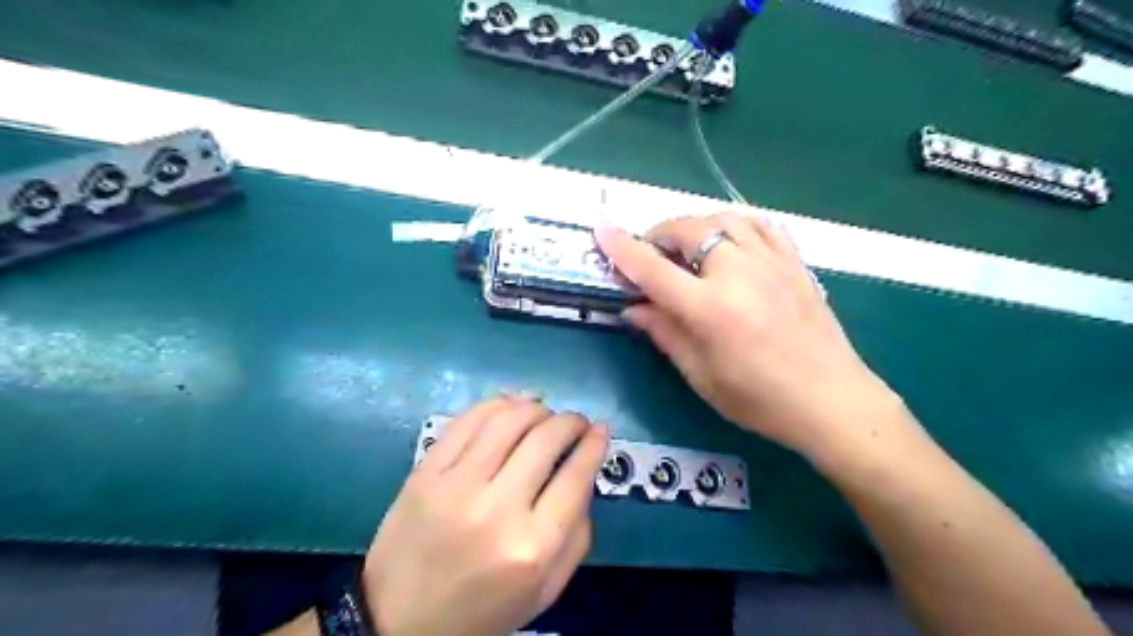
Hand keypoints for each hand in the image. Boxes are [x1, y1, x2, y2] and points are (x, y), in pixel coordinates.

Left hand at [362, 398, 611, 634]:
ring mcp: (455, 485)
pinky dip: (498, 404)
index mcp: (532, 548)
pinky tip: (511, 407)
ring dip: (536, 407)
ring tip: (544, 413)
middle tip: (576, 422)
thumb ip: (578, 534)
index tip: (601, 430)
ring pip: (508, 419)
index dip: (594, 445)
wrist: (399, 620)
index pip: (575, 476)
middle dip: (570, 421)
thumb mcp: (546, 590)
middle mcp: (496, 509)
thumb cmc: (482, 610)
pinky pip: (469, 419)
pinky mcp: (425, 472)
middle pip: (545, 439)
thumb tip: (585, 470)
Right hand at [594, 213, 904, 460]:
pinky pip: (762, 225)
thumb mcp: (701, 375)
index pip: (652, 269)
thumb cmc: (759, 400)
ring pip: (723, 219)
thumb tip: (632, 308)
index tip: (602, 230)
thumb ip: (665, 333)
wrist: (831, 401)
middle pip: (688, 231)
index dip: (622, 248)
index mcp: (708, 308)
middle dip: (659, 235)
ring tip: (686, 245)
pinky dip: (737, 224)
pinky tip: (730, 239)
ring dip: (695, 226)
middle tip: (650, 253)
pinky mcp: (794, 263)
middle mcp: (737, 273)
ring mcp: (770, 262)